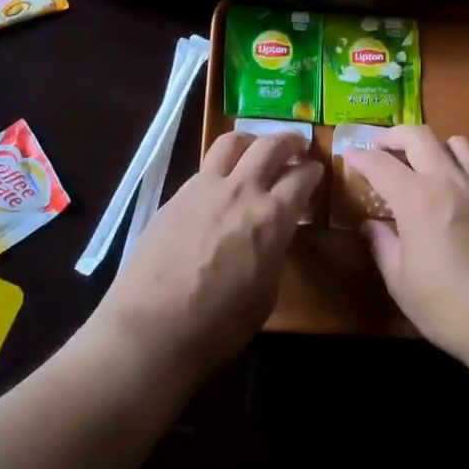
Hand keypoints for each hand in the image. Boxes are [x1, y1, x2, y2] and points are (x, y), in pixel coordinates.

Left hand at [89, 131, 321, 384]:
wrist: (151, 328)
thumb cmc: (218, 325)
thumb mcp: (266, 292)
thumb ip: (273, 251)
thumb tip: (272, 234)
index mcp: (271, 217)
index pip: (301, 178)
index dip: (313, 171)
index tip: (317, 170)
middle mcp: (241, 190)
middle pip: (269, 146)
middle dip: (289, 140)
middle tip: (298, 144)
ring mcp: (204, 188)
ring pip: (231, 142)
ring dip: (251, 139)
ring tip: (256, 147)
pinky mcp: (175, 195)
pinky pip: (205, 168)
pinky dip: (221, 166)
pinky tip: (220, 183)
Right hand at [345, 126, 468, 370]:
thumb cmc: (453, 311)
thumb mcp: (403, 285)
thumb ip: (383, 246)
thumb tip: (371, 225)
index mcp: (417, 199)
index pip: (380, 163)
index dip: (360, 156)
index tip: (349, 155)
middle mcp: (451, 182)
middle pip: (418, 135)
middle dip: (393, 135)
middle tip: (380, 146)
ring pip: (457, 144)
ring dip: (433, 147)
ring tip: (424, 164)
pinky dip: (462, 176)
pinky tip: (460, 204)